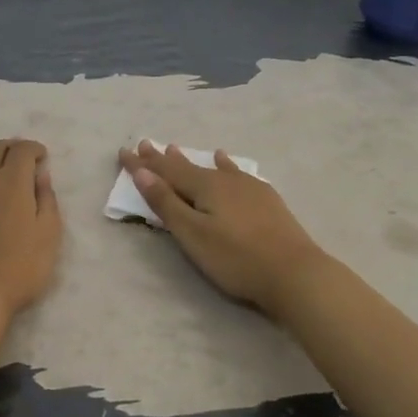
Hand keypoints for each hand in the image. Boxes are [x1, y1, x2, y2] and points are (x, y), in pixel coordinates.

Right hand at [118, 141, 329, 316]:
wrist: (294, 272)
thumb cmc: (236, 258)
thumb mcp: (193, 234)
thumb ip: (166, 203)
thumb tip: (142, 171)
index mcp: (204, 187)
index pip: (166, 171)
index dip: (143, 164)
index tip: (124, 151)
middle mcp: (225, 180)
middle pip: (187, 166)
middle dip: (162, 158)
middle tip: (144, 144)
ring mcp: (249, 187)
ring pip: (212, 168)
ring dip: (191, 159)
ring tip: (175, 148)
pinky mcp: (266, 199)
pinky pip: (236, 173)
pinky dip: (225, 165)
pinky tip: (225, 160)